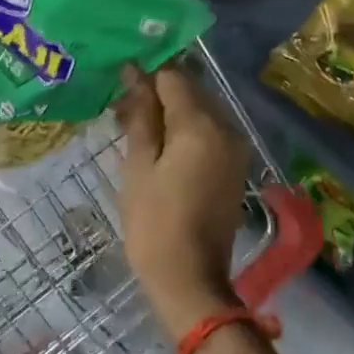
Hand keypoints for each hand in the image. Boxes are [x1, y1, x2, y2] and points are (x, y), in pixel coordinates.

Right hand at [114, 64, 251, 338]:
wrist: (190, 279)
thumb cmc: (154, 222)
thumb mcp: (138, 165)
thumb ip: (141, 115)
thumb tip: (135, 73)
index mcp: (201, 125)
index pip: (173, 76)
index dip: (144, 76)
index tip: (118, 87)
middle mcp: (227, 127)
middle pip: (190, 90)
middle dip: (156, 93)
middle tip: (121, 113)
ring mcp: (236, 148)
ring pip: (200, 110)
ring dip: (169, 113)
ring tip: (135, 131)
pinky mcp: (235, 166)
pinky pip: (208, 132)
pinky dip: (184, 131)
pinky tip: (159, 148)